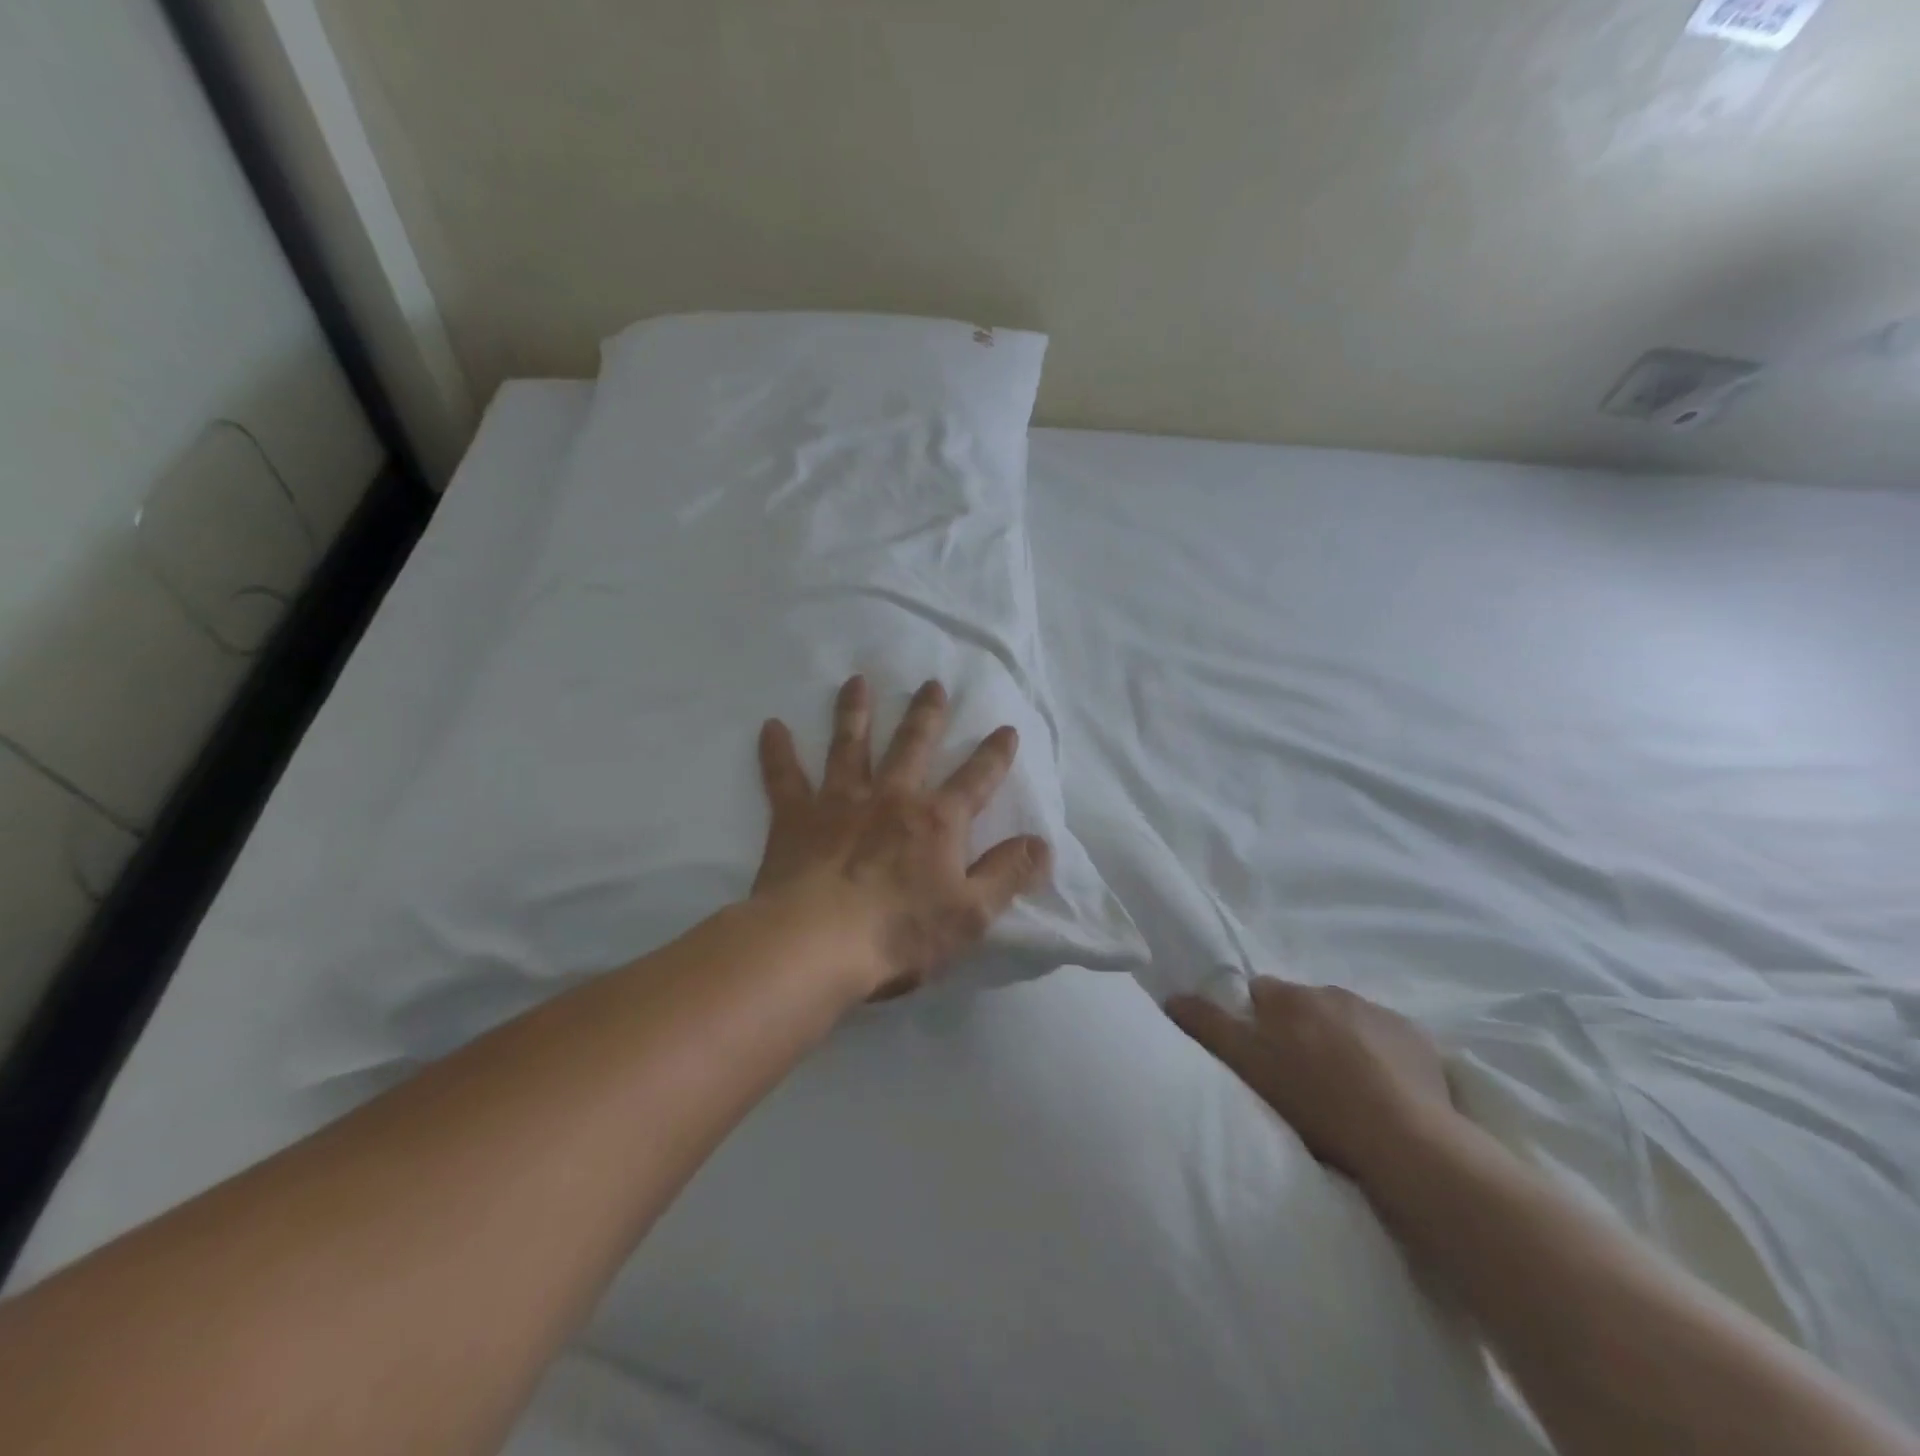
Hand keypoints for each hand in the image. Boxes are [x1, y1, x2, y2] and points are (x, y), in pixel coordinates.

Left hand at [753, 675, 1051, 999]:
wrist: (816, 944)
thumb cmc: (899, 933)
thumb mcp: (971, 913)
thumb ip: (1007, 874)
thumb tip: (1043, 843)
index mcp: (937, 821)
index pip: (976, 780)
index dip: (995, 755)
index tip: (1006, 728)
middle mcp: (891, 797)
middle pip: (913, 745)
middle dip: (927, 714)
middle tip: (932, 684)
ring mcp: (840, 802)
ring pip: (850, 745)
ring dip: (856, 711)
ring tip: (857, 681)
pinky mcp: (796, 817)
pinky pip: (784, 777)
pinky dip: (777, 752)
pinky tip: (771, 727)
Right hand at [1166, 978, 1457, 1190]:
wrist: (1404, 1139)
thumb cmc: (1312, 1101)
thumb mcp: (1243, 1064)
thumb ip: (1206, 1025)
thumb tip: (1173, 997)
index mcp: (1287, 996)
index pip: (1259, 993)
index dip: (1256, 1022)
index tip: (1260, 1053)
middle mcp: (1331, 991)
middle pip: (1304, 1005)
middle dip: (1300, 1029)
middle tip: (1300, 1074)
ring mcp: (1378, 1013)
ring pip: (1346, 1020)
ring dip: (1340, 1040)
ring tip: (1343, 1086)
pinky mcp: (1418, 1040)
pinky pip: (1388, 1039)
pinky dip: (1380, 1055)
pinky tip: (1383, 1089)